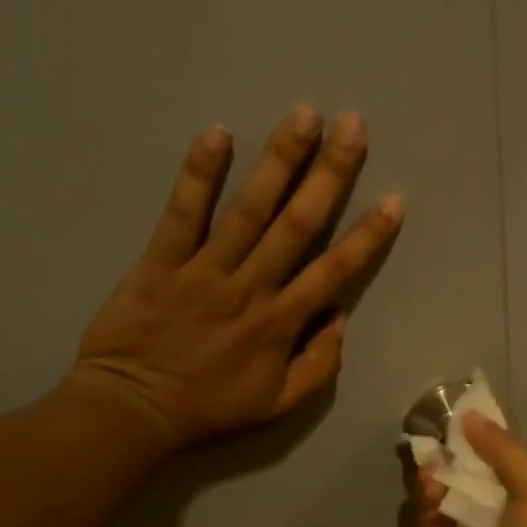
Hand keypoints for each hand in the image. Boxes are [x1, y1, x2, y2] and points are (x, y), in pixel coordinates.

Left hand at [71, 107, 402, 449]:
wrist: (133, 410)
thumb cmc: (209, 408)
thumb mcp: (279, 405)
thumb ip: (319, 365)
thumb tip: (339, 317)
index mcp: (281, 322)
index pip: (334, 271)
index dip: (368, 236)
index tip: (393, 200)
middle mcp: (251, 287)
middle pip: (298, 224)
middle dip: (329, 173)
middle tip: (353, 126)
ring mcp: (205, 270)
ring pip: (249, 209)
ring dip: (279, 161)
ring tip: (303, 116)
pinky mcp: (161, 260)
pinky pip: (182, 212)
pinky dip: (199, 174)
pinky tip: (217, 134)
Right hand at [416, 412, 526, 526]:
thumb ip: (501, 451)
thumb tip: (469, 416)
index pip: (500, 464)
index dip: (481, 441)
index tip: (459, 415)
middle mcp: (499, 517)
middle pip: (469, 480)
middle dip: (453, 457)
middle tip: (434, 431)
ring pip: (447, 499)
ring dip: (438, 476)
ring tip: (429, 457)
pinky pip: (432, 522)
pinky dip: (427, 502)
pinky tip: (427, 482)